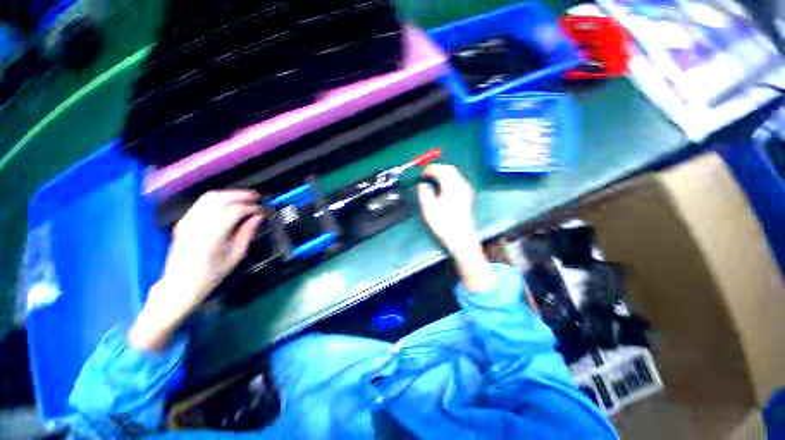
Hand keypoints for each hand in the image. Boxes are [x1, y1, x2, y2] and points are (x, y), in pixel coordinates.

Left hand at [129, 190, 262, 350]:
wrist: (179, 285)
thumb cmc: (211, 275)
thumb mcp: (235, 256)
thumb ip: (246, 233)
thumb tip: (257, 217)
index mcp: (212, 233)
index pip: (236, 210)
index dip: (253, 208)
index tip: (264, 210)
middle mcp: (197, 222)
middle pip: (221, 198)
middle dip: (242, 195)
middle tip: (257, 198)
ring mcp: (188, 220)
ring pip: (210, 196)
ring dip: (230, 194)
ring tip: (245, 199)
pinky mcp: (184, 221)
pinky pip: (202, 203)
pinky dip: (219, 199)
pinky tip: (229, 204)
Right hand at [417, 165, 492, 291]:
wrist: (461, 239)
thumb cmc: (443, 225)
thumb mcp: (429, 210)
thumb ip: (424, 193)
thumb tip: (422, 184)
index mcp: (451, 187)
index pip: (440, 170)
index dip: (429, 169)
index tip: (420, 174)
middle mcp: (461, 185)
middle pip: (450, 169)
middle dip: (437, 168)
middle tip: (425, 174)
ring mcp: (466, 190)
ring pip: (454, 174)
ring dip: (443, 173)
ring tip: (431, 179)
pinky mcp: (467, 196)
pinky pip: (457, 180)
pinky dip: (448, 179)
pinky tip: (442, 186)